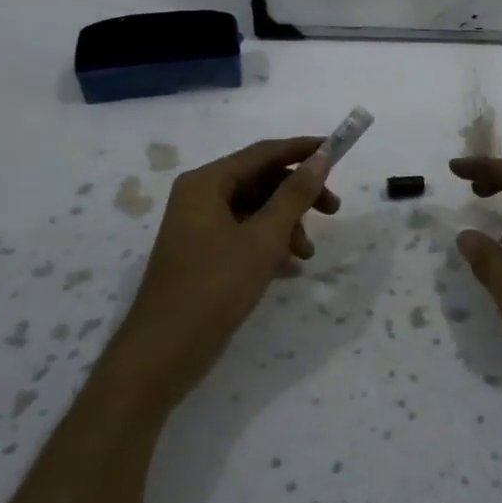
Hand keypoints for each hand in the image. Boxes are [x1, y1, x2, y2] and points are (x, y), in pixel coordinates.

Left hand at [110, 137, 339, 415]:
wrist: (164, 352)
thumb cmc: (214, 286)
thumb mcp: (263, 238)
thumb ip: (294, 196)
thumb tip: (320, 159)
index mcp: (207, 183)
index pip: (263, 153)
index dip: (302, 150)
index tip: (337, 150)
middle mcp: (200, 197)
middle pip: (260, 181)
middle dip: (297, 195)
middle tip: (333, 210)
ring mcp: (199, 227)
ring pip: (254, 210)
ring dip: (286, 224)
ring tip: (306, 255)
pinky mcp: (203, 254)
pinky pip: (244, 234)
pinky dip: (269, 243)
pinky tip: (291, 267)